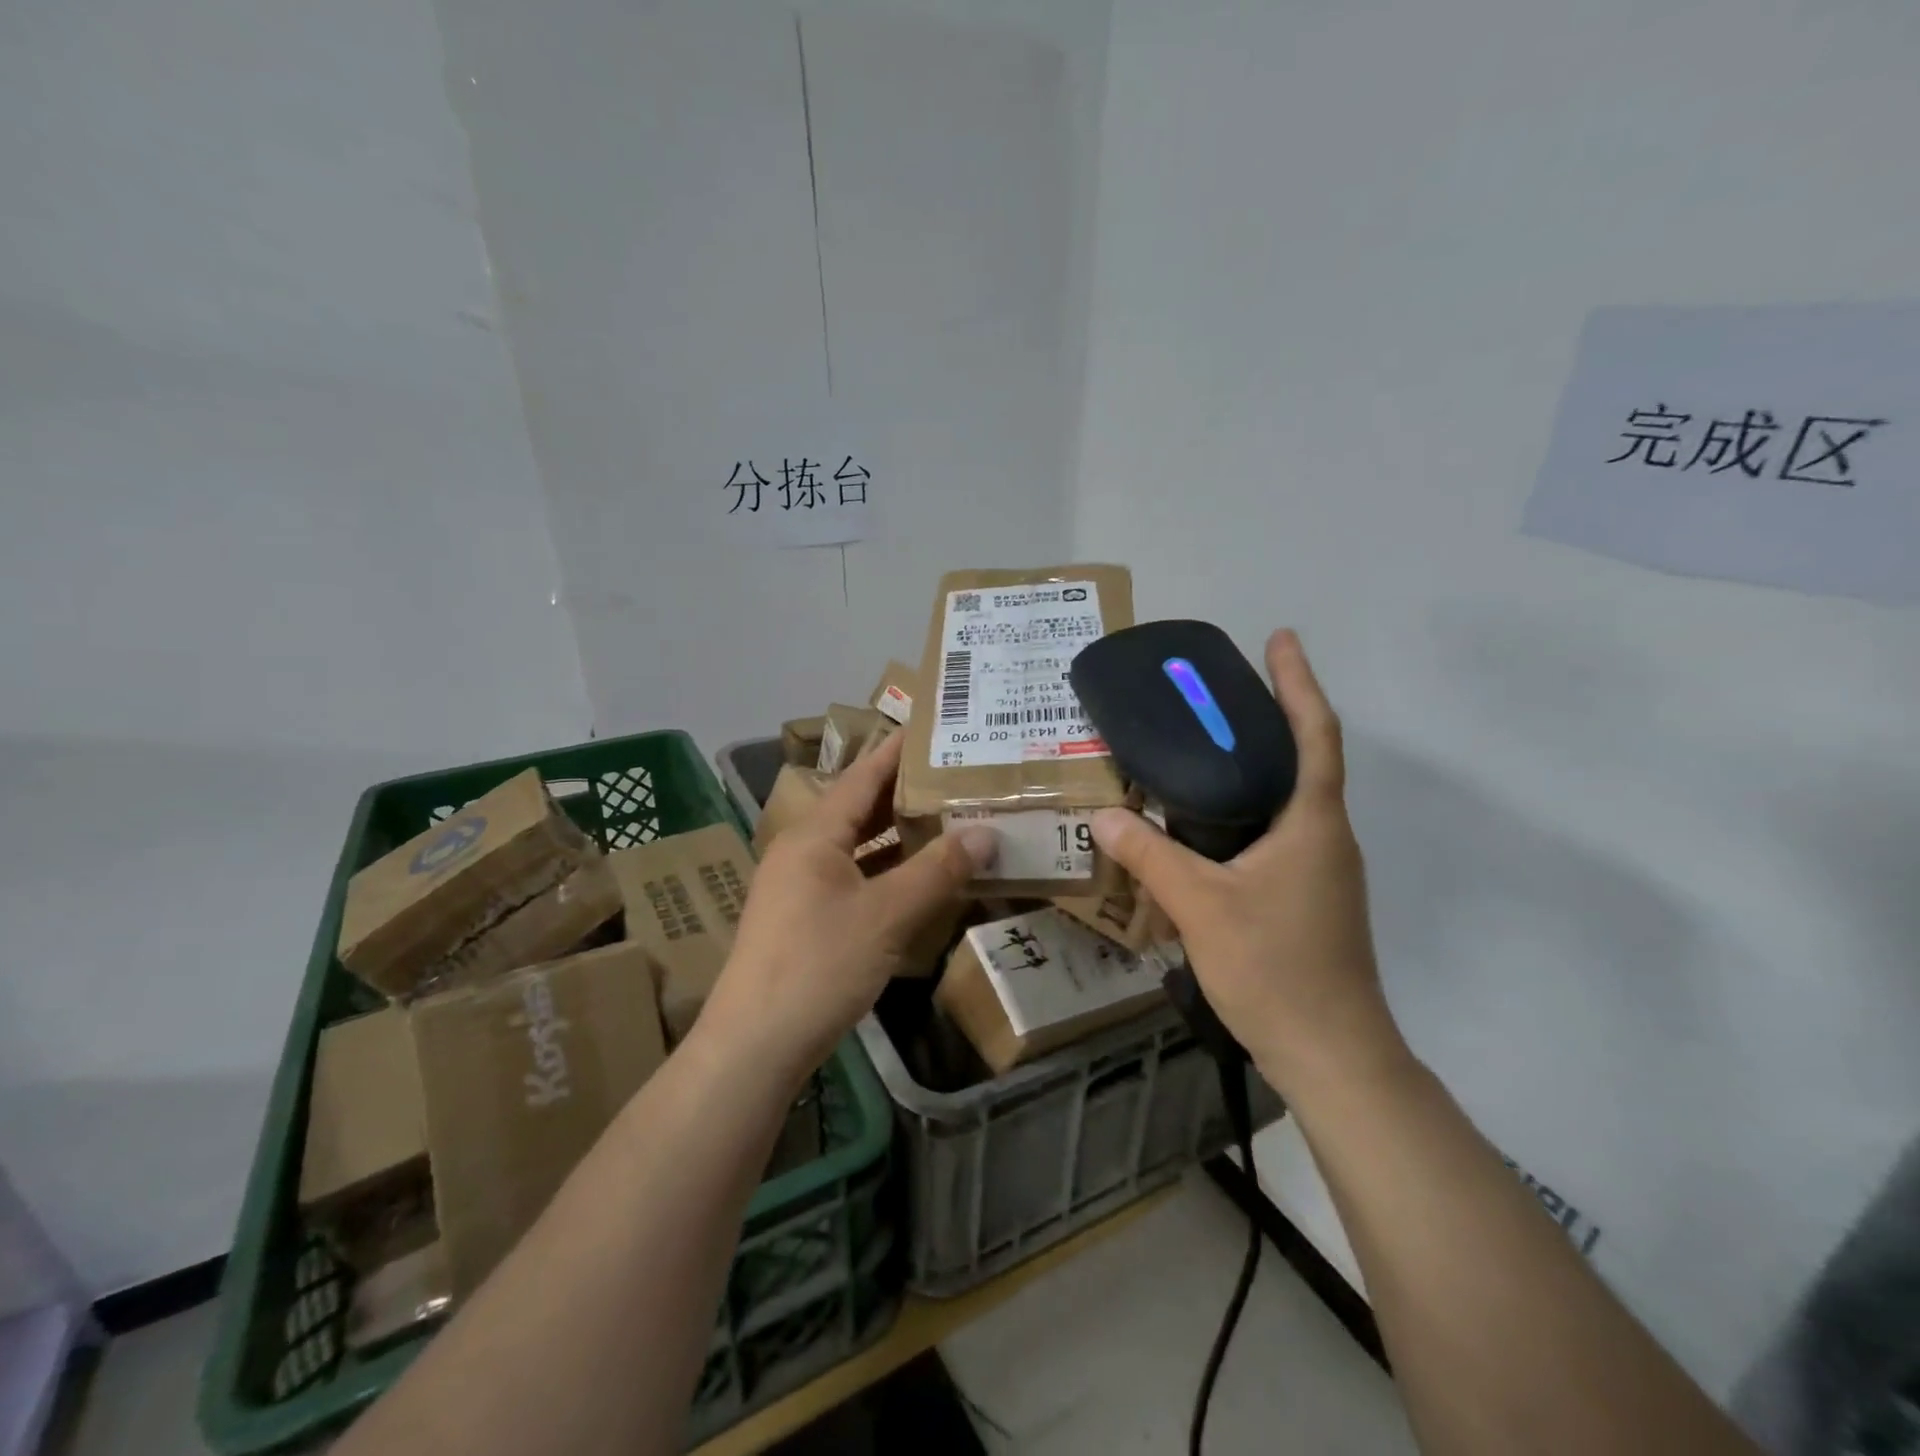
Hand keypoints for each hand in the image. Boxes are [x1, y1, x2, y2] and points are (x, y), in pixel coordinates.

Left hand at [699, 734, 993, 1086]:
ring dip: (898, 835)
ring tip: (946, 818)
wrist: (754, 1046)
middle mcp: (803, 850)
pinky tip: (919, 878)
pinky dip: (887, 871)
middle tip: (954, 775)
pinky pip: (853, 878)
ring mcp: (800, 887)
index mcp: (815, 834)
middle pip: (859, 808)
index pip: (862, 776)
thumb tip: (986, 832)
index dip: (896, 752)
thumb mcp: (887, 915)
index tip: (933, 730)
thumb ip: (938, 871)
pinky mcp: (805, 920)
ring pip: (857, 846)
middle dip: (905, 792)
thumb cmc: (819, 966)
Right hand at [1091, 630, 1409, 1105]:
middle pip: (1303, 759)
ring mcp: (1321, 870)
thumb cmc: (1275, 969)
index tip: (1279, 638)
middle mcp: (1326, 837)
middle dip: (1269, 717)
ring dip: (1255, 767)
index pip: (1315, 734)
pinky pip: (1276, 835)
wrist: (1331, 1054)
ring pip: (1288, 801)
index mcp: (1313, 823)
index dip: (1298, 682)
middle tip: (1215, 694)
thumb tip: (1104, 814)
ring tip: (1201, 752)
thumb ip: (1150, 856)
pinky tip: (1204, 827)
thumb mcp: (1200, 906)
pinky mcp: (1308, 897)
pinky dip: (1245, 812)